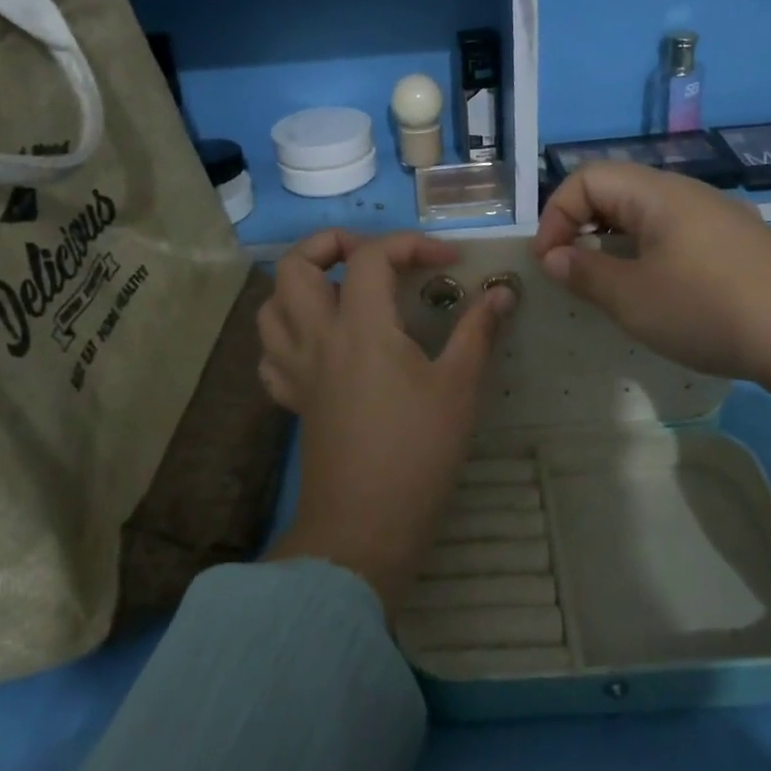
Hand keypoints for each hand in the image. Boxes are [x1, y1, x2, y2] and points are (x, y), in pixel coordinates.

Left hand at [257, 230, 513, 618]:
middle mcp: (317, 338)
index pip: (371, 256)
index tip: (448, 262)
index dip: (411, 244)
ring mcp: (297, 370)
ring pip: (270, 306)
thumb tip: (499, 294)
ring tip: (339, 291)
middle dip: (329, 244)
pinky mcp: (292, 400)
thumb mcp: (459, 388)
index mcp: (360, 327)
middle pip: (295, 266)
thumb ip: (476, 332)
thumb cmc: (417, 453)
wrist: (364, 527)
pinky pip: (271, 354)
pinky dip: (288, 335)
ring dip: (300, 285)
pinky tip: (318, 344)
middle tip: (370, 256)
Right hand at [531, 162, 770, 400]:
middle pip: (617, 191)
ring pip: (648, 216)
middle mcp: (687, 194)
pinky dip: (649, 255)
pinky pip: (677, 236)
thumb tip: (554, 257)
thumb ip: (585, 273)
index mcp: (657, 194)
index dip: (555, 215)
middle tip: (573, 272)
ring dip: (616, 244)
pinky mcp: (739, 245)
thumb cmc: (709, 309)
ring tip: (610, 286)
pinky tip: (659, 294)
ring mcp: (719, 218)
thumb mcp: (632, 298)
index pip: (586, 178)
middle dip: (582, 227)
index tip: (549, 263)